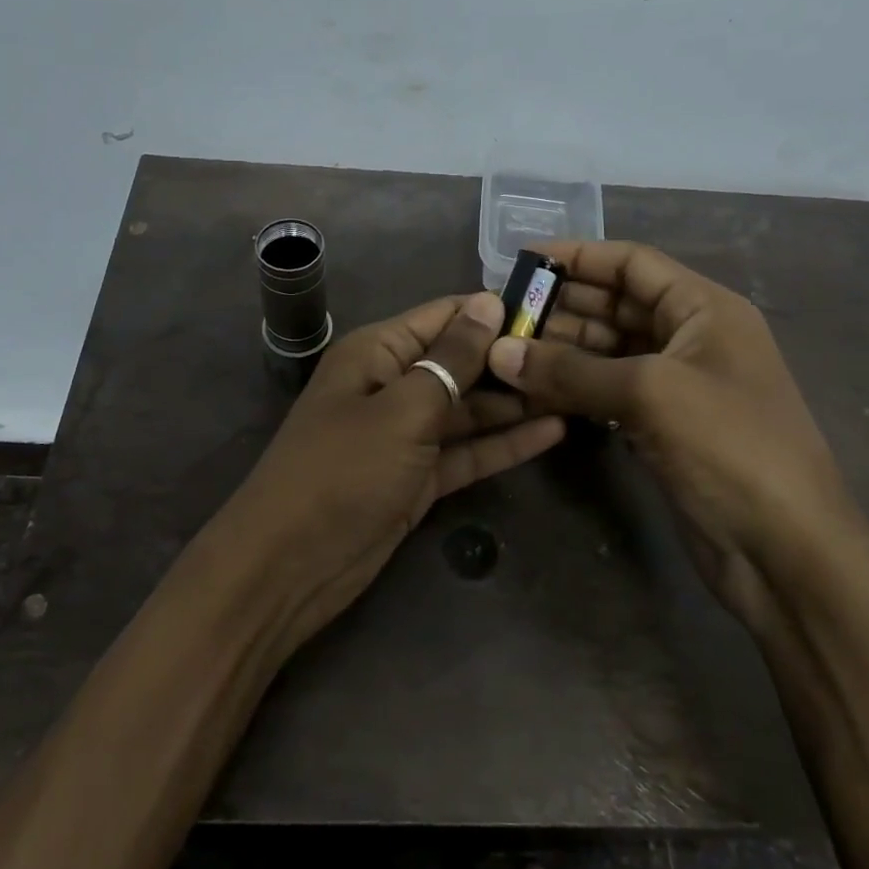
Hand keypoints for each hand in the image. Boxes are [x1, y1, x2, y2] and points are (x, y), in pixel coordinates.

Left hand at [216, 291, 564, 651]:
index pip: (444, 316)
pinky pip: (467, 451)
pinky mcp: (419, 477)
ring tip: (577, 391)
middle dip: (512, 360)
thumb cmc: (343, 471)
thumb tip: (487, 302)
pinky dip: (504, 444)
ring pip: (469, 409)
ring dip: (515, 403)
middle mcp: (393, 384)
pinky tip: (554, 432)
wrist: (290, 566)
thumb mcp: (403, 408)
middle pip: (461, 362)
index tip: (555, 308)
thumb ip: (452, 359)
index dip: (494, 311)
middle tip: (579, 354)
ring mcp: (407, 434)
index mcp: (377, 351)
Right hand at [485, 241, 864, 612]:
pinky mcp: (663, 428)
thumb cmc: (729, 447)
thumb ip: (570, 370)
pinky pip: (609, 393)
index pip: (632, 264)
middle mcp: (691, 338)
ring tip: (506, 353)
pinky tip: (533, 392)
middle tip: (503, 316)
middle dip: (561, 308)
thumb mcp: (649, 394)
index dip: (579, 257)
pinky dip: (574, 390)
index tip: (524, 260)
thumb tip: (498, 352)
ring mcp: (677, 386)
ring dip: (561, 351)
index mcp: (704, 309)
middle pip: (616, 306)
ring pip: (608, 352)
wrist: (785, 550)